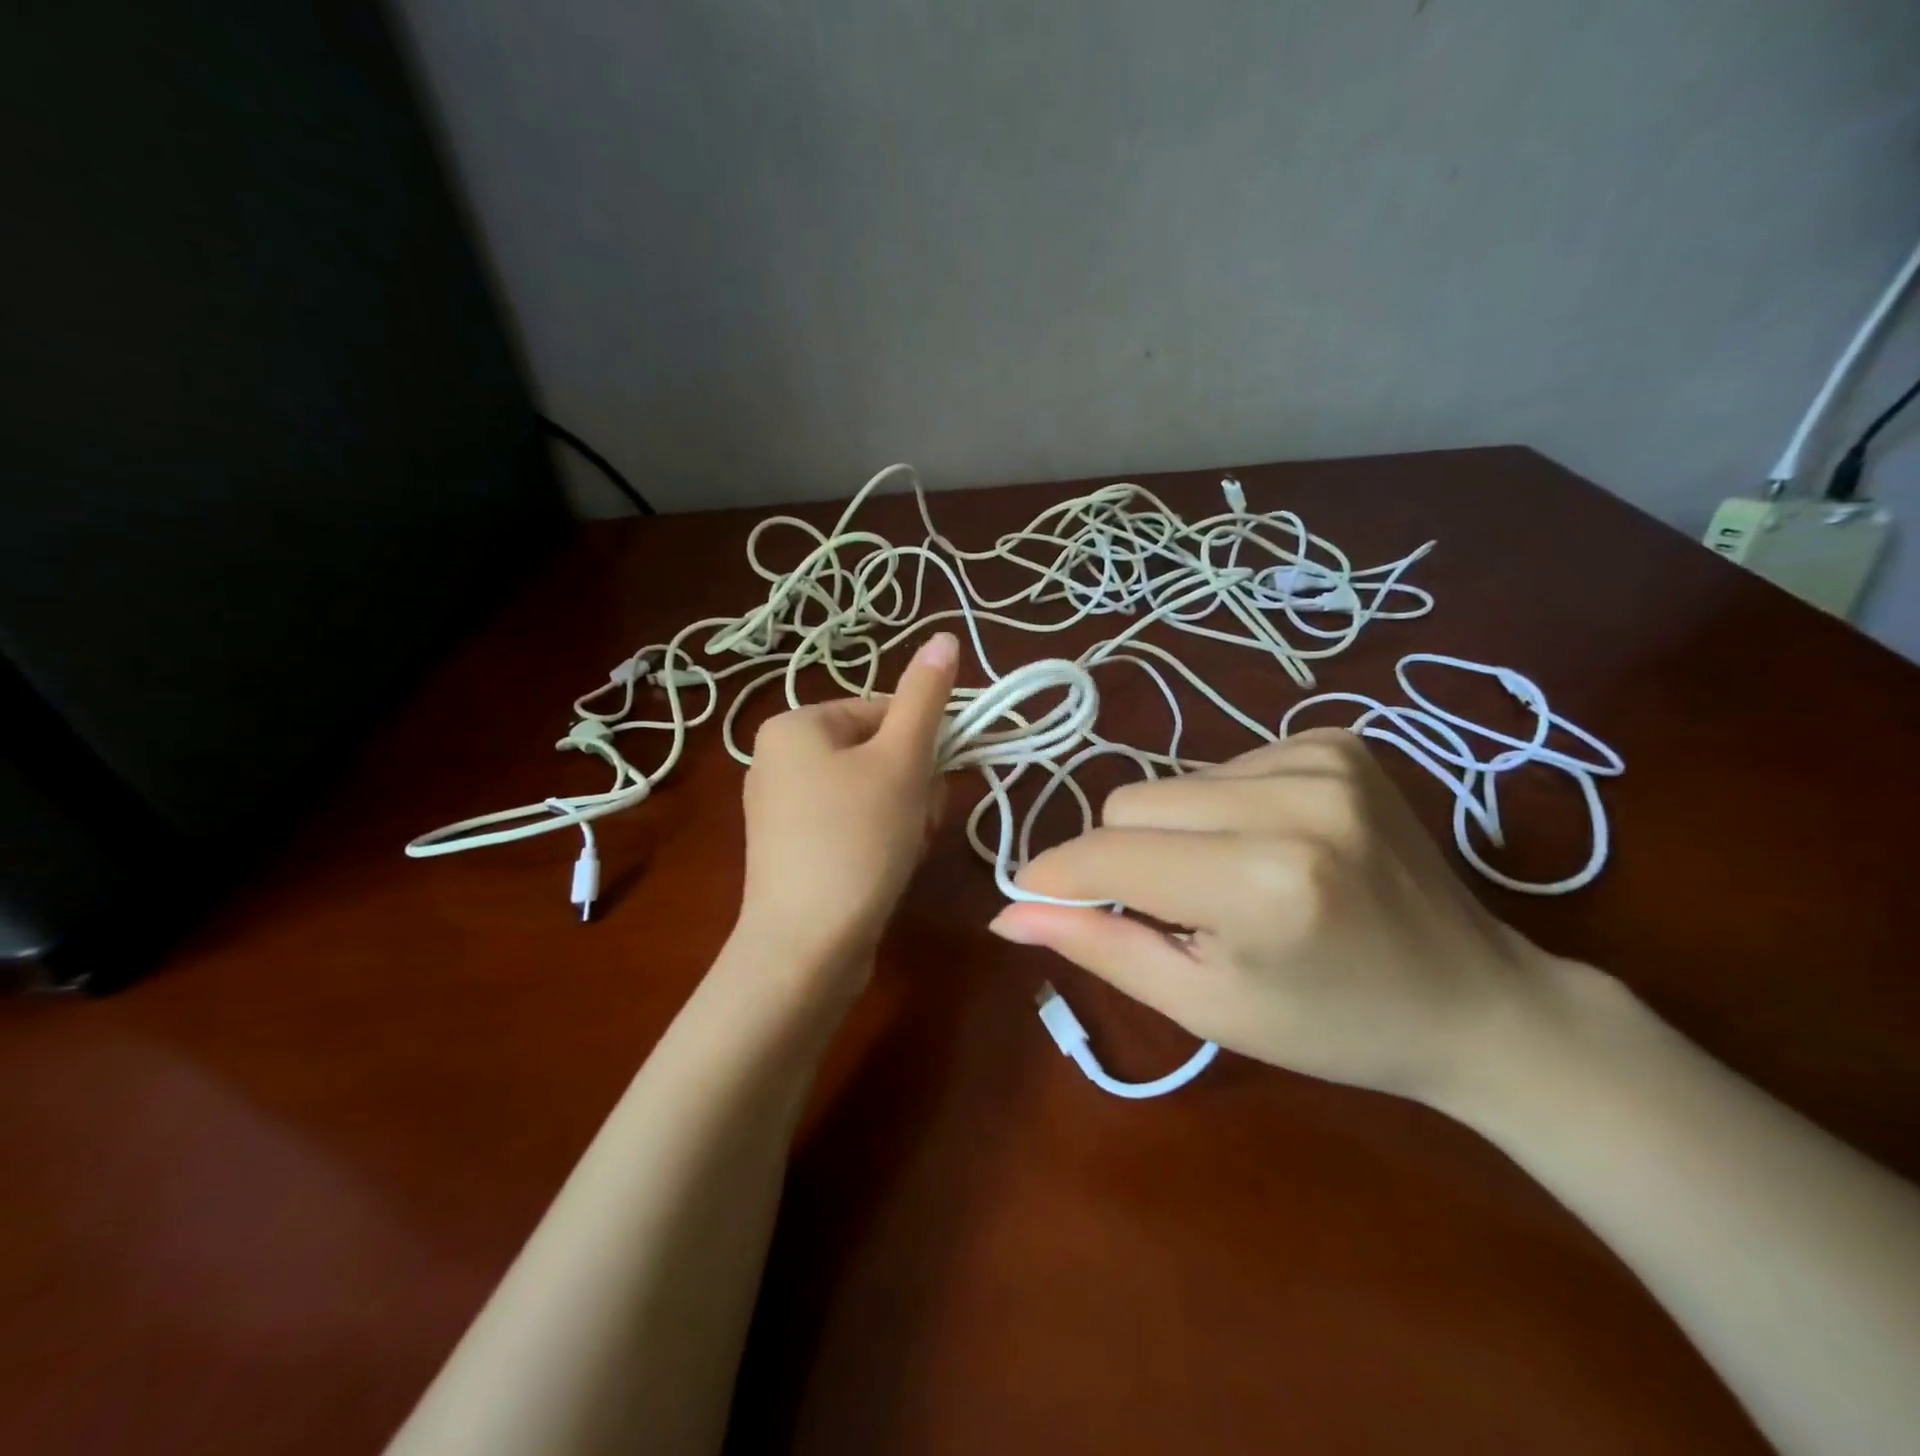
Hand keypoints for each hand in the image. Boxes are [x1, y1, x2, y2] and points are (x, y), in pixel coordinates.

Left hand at [737, 632, 958, 973]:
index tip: (937, 781)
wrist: (806, 948)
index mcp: (794, 725)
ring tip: (904, 849)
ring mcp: (780, 809)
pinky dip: (877, 839)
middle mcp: (777, 759)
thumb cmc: (857, 839)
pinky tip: (886, 868)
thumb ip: (926, 696)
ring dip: (903, 813)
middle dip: (913, 784)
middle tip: (920, 819)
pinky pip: (848, 825)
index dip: (923, 744)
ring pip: (869, 792)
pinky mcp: (791, 851)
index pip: (882, 711)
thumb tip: (945, 635)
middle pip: (877, 753)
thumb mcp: (901, 759)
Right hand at [988, 728, 1561, 1104]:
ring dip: (1176, 832)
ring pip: (1173, 782)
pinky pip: (1223, 766)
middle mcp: (1294, 801)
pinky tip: (1271, 847)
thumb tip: (1006, 913)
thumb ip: (1099, 947)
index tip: (1033, 897)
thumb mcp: (1204, 1005)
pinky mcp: (1338, 740)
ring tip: (1231, 881)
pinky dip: (1223, 809)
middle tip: (1174, 910)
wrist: (1476, 998)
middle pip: (1131, 803)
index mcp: (1263, 885)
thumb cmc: (1332, 1026)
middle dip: (1126, 857)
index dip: (1058, 874)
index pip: (1110, 853)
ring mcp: (1322, 758)